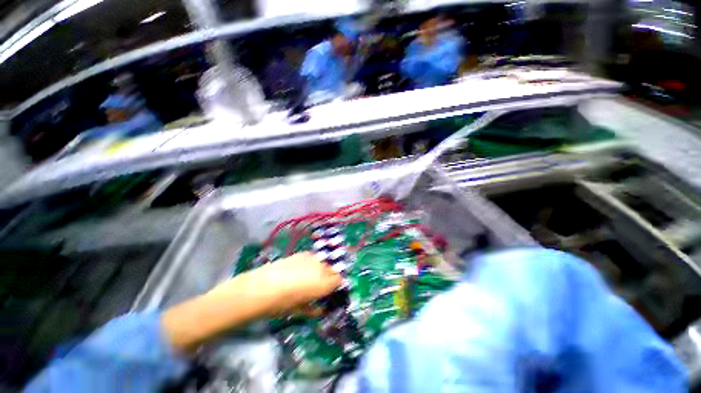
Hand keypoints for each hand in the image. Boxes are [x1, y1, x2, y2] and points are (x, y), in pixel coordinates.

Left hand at [252, 252, 342, 313]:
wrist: (263, 286)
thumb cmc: (283, 304)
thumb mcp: (301, 310)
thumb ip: (315, 309)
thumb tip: (320, 309)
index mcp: (324, 283)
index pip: (339, 280)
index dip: (336, 286)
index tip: (331, 291)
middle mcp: (322, 268)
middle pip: (332, 269)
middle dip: (329, 277)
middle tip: (320, 286)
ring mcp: (312, 258)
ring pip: (323, 262)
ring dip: (321, 269)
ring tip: (310, 276)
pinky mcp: (302, 253)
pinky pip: (313, 257)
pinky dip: (311, 263)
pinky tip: (301, 268)